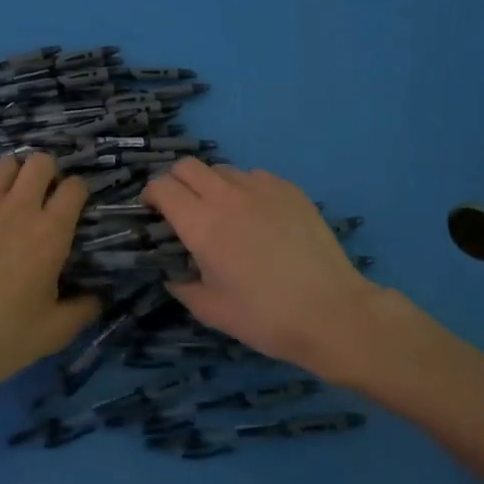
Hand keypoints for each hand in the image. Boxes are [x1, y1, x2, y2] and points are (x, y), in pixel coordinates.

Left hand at [0, 153, 99, 407]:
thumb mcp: (52, 333)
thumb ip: (81, 310)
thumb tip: (97, 298)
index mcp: (50, 232)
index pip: (74, 187)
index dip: (77, 192)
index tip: (73, 206)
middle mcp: (18, 207)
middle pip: (39, 162)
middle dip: (46, 173)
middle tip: (41, 196)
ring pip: (3, 165)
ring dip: (11, 177)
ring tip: (6, 199)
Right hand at [143, 159, 384, 375]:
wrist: (332, 312)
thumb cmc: (265, 317)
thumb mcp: (211, 310)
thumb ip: (182, 286)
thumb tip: (173, 273)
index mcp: (202, 224)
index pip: (162, 186)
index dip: (151, 196)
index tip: (153, 213)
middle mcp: (228, 196)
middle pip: (188, 166)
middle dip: (176, 182)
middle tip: (182, 210)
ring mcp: (262, 188)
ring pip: (222, 169)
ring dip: (212, 185)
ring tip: (223, 214)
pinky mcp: (290, 190)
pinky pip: (255, 177)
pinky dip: (245, 189)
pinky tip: (257, 217)